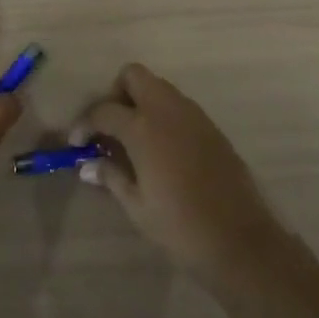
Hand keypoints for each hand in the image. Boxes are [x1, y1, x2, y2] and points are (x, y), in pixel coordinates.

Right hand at [74, 63, 288, 278]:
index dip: (85, 123)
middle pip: (133, 76)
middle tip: (110, 127)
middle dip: (115, 94)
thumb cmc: (180, 227)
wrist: (240, 241)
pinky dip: (163, 115)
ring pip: (158, 87)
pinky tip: (161, 148)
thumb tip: (89, 165)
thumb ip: (111, 177)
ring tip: (134, 139)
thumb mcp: (137, 206)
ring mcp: (192, 115)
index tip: (78, 142)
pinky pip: (178, 106)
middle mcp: (167, 110)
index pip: (104, 110)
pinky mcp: (211, 127)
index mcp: (143, 127)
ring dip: (140, 102)